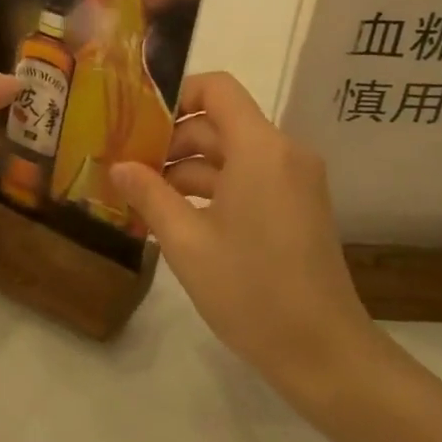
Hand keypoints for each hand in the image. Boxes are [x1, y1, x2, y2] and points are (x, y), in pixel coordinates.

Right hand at [111, 72, 378, 395]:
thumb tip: (117, 166)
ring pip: (233, 153)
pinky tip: (179, 216)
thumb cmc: (251, 292)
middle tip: (129, 166)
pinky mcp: (299, 204)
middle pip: (221, 123)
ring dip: (190, 168)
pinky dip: (215, 187)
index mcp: (261, 148)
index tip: (138, 122)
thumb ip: (149, 195)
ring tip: (145, 197)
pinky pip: (251, 177)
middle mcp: (284, 152)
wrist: (324, 353)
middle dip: (173, 140)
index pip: (217, 89)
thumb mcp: (187, 243)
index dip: (176, 95)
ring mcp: (295, 179)